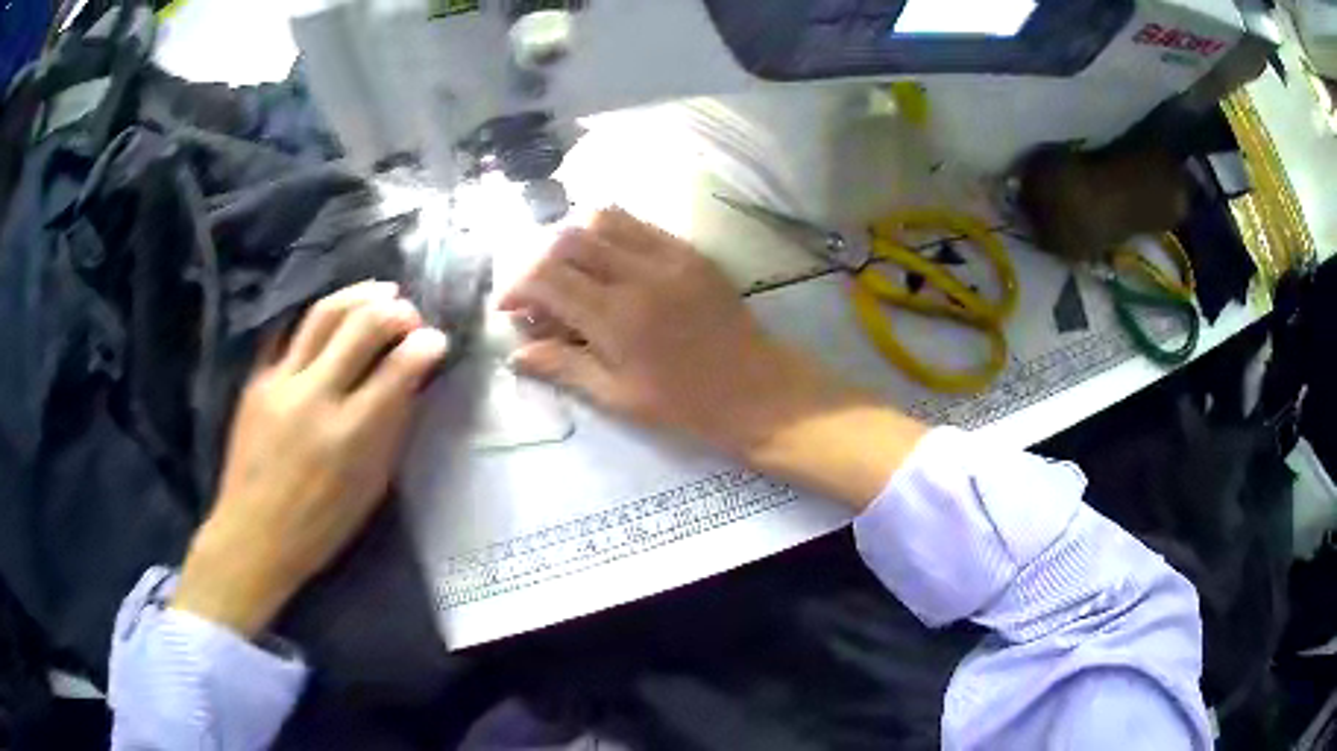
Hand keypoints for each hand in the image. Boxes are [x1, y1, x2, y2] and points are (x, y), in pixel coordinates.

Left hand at [174, 281, 448, 636]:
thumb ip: (389, 432)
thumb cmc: (320, 526)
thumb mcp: (369, 489)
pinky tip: (334, 315)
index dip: (424, 346)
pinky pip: (290, 333)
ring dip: (359, 296)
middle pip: (360, 326)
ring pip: (323, 315)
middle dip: (395, 311)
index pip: (396, 370)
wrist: (253, 534)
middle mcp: (314, 397)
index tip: (436, 339)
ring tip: (381, 291)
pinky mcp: (257, 379)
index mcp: (349, 435)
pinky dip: (319, 319)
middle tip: (409, 312)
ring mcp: (280, 382)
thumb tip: (408, 384)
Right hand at [500, 209, 850, 455]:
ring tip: (573, 275)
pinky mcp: (690, 251)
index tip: (509, 308)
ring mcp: (669, 256)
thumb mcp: (618, 397)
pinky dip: (611, 235)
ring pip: (603, 218)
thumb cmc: (687, 406)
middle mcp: (639, 274)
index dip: (517, 287)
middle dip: (539, 261)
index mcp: (617, 317)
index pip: (547, 277)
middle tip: (539, 294)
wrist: (759, 391)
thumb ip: (563, 367)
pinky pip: (639, 225)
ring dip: (574, 241)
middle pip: (568, 239)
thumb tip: (515, 354)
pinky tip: (609, 266)